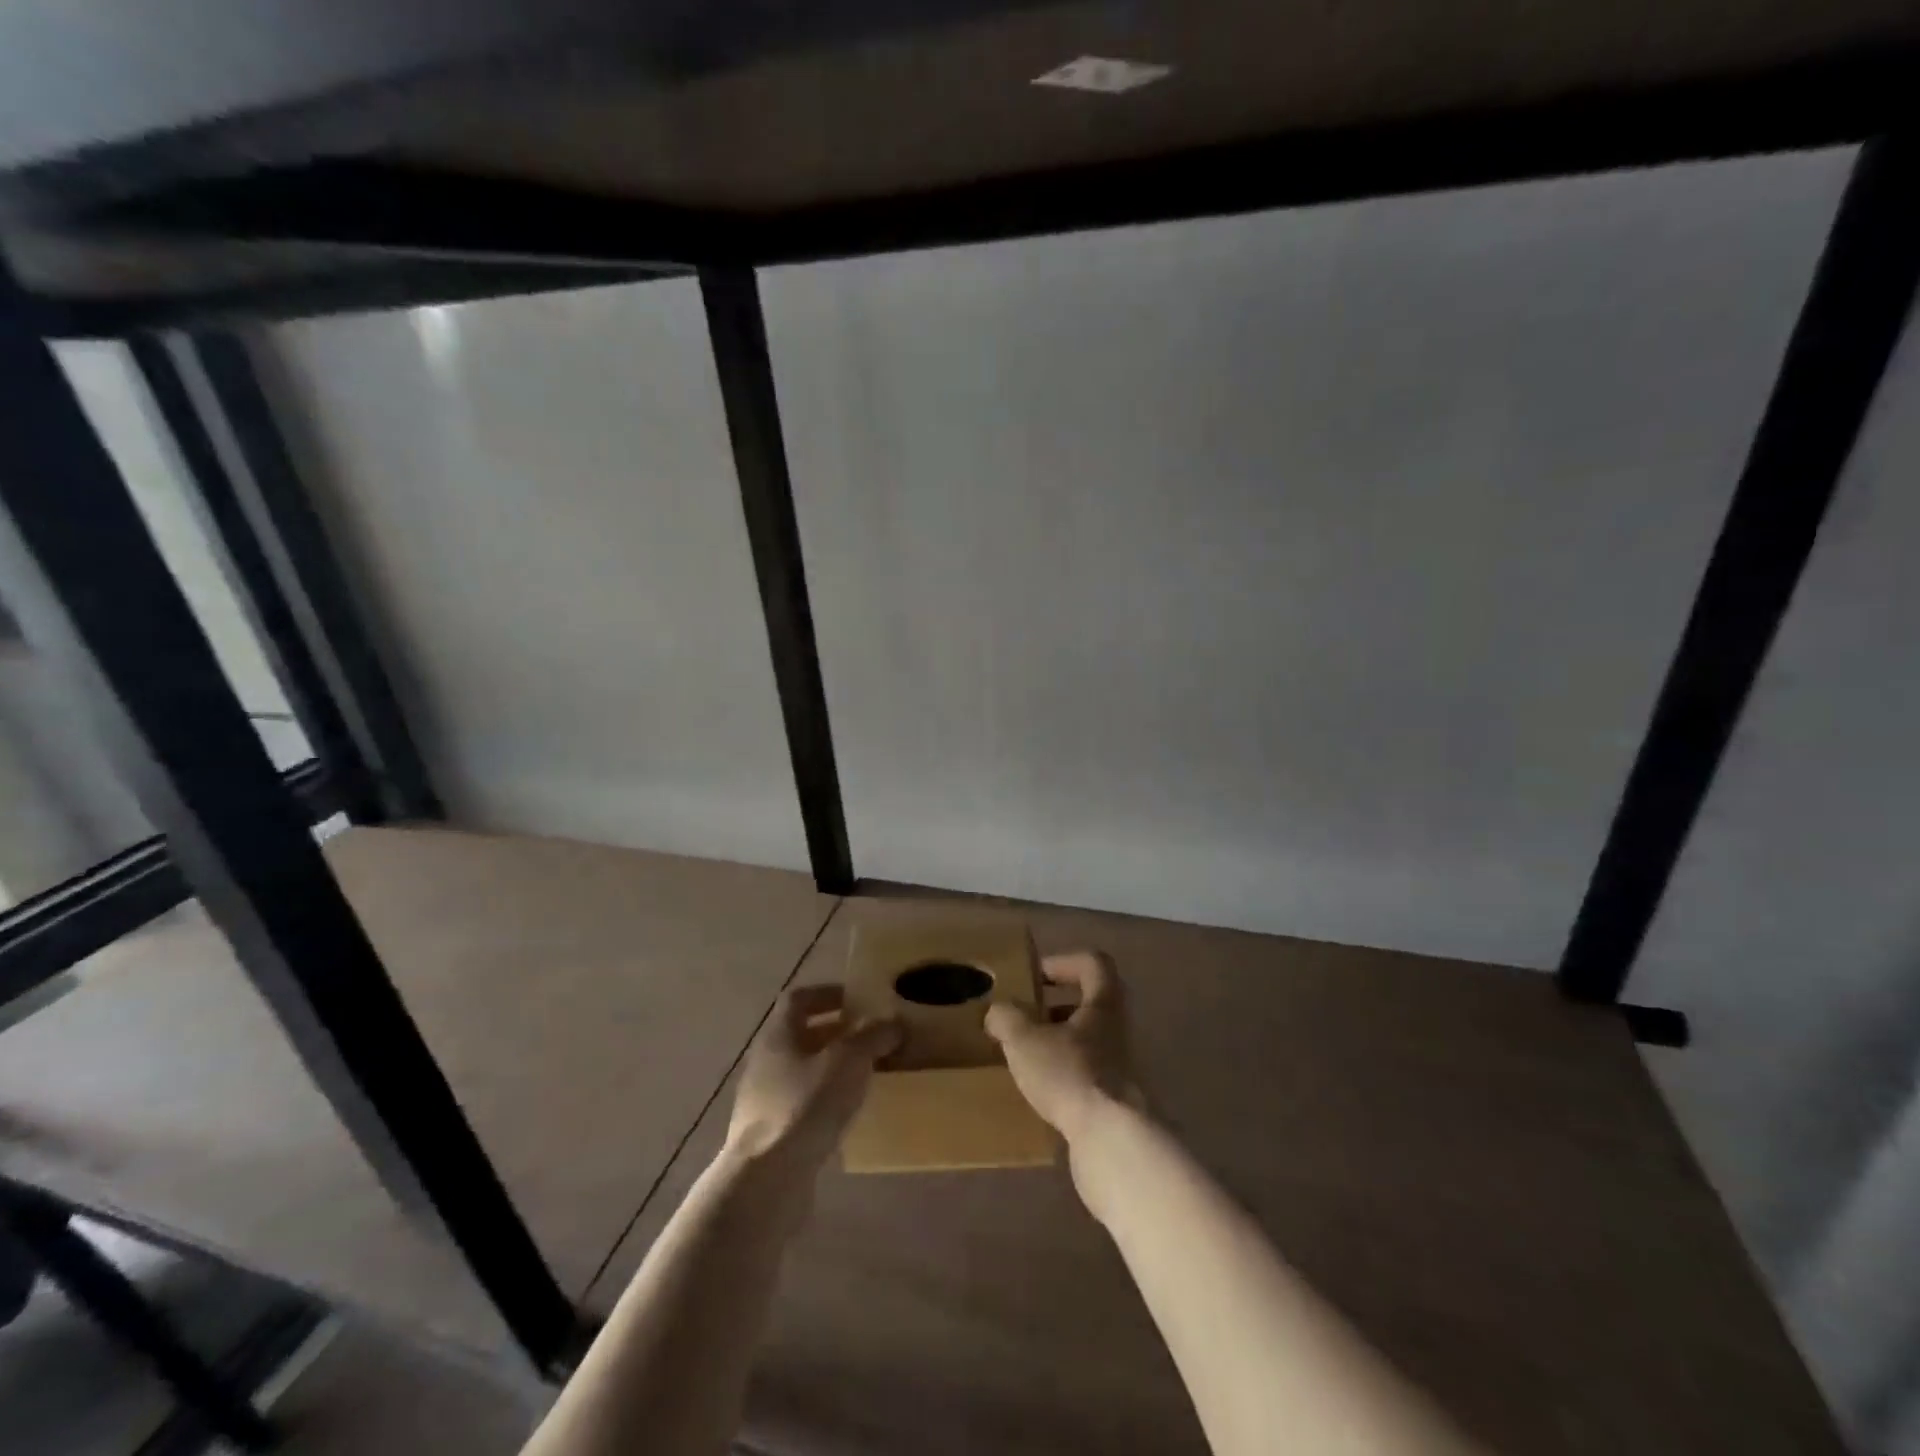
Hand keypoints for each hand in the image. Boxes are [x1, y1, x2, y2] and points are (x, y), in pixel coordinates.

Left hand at [726, 984, 899, 1167]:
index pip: (798, 999)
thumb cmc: (804, 1107)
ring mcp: (764, 1101)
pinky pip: (803, 1106)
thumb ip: (872, 1036)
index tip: (858, 998)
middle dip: (838, 1033)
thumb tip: (893, 1022)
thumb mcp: (848, 1061)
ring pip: (804, 1072)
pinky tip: (850, 1115)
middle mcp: (766, 1062)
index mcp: (778, 1035)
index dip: (827, 993)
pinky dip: (827, 1102)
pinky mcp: (772, 1136)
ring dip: (834, 1069)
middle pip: (802, 1036)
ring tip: (868, 1075)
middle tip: (873, 1036)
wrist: (765, 1182)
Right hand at [985, 951, 1139, 1144]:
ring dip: (1058, 1043)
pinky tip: (1039, 1091)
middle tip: (1025, 1017)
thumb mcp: (1025, 1040)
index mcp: (1104, 1003)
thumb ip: (1007, 1018)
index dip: (1063, 962)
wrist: (1113, 1141)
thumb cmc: (1070, 1074)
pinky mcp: (1116, 1101)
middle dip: (1056, 1007)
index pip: (1093, 963)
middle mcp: (1118, 1030)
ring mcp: (1121, 1067)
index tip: (1035, 976)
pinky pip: (1087, 1075)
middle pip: (1091, 1003)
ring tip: (1025, 1056)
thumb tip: (997, 1012)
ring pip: (1088, 1041)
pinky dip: (1064, 1075)